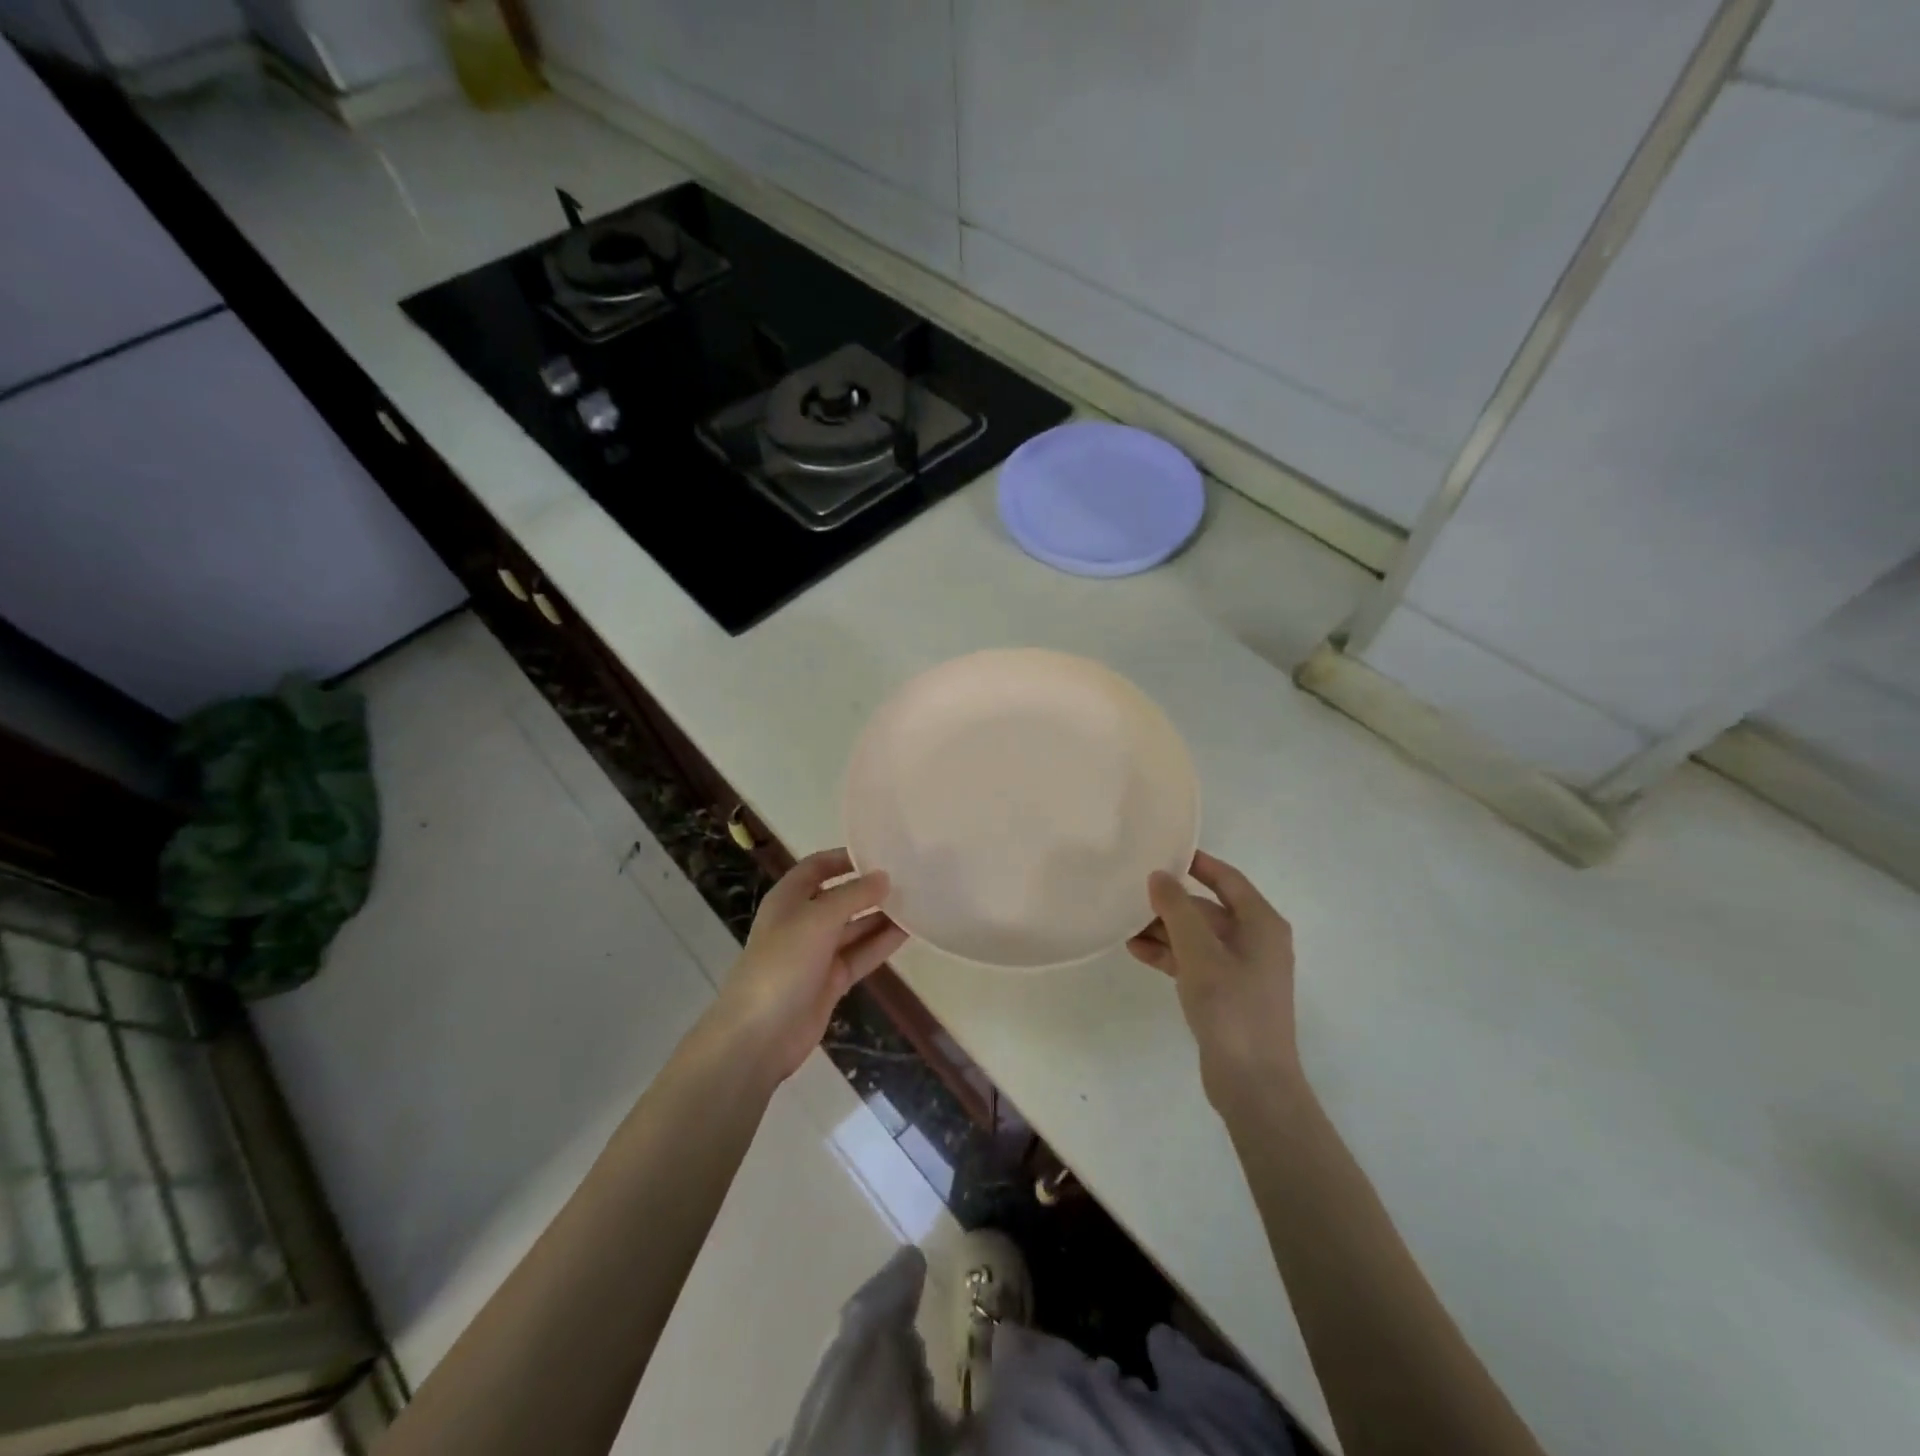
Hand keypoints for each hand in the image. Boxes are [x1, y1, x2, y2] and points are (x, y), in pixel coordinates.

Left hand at [713, 849, 906, 1082]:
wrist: (759, 1036)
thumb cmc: (782, 964)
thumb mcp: (817, 920)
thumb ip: (853, 896)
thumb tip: (885, 877)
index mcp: (788, 899)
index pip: (817, 867)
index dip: (844, 858)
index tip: (880, 851)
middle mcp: (802, 922)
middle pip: (839, 897)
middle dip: (869, 888)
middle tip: (908, 877)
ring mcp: (817, 954)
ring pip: (854, 927)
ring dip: (881, 916)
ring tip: (917, 902)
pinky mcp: (831, 982)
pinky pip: (861, 955)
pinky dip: (881, 944)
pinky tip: (909, 932)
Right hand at [1127, 851, 1301, 1108]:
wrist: (1253, 1084)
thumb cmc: (1232, 1008)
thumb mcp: (1200, 952)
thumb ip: (1178, 909)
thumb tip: (1159, 876)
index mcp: (1261, 924)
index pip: (1228, 879)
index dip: (1197, 863)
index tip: (1163, 851)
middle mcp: (1255, 941)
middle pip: (1207, 909)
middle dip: (1170, 903)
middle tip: (1130, 893)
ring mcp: (1240, 969)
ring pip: (1196, 936)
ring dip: (1163, 930)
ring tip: (1123, 924)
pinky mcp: (1225, 994)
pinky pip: (1193, 961)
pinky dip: (1168, 955)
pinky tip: (1136, 951)